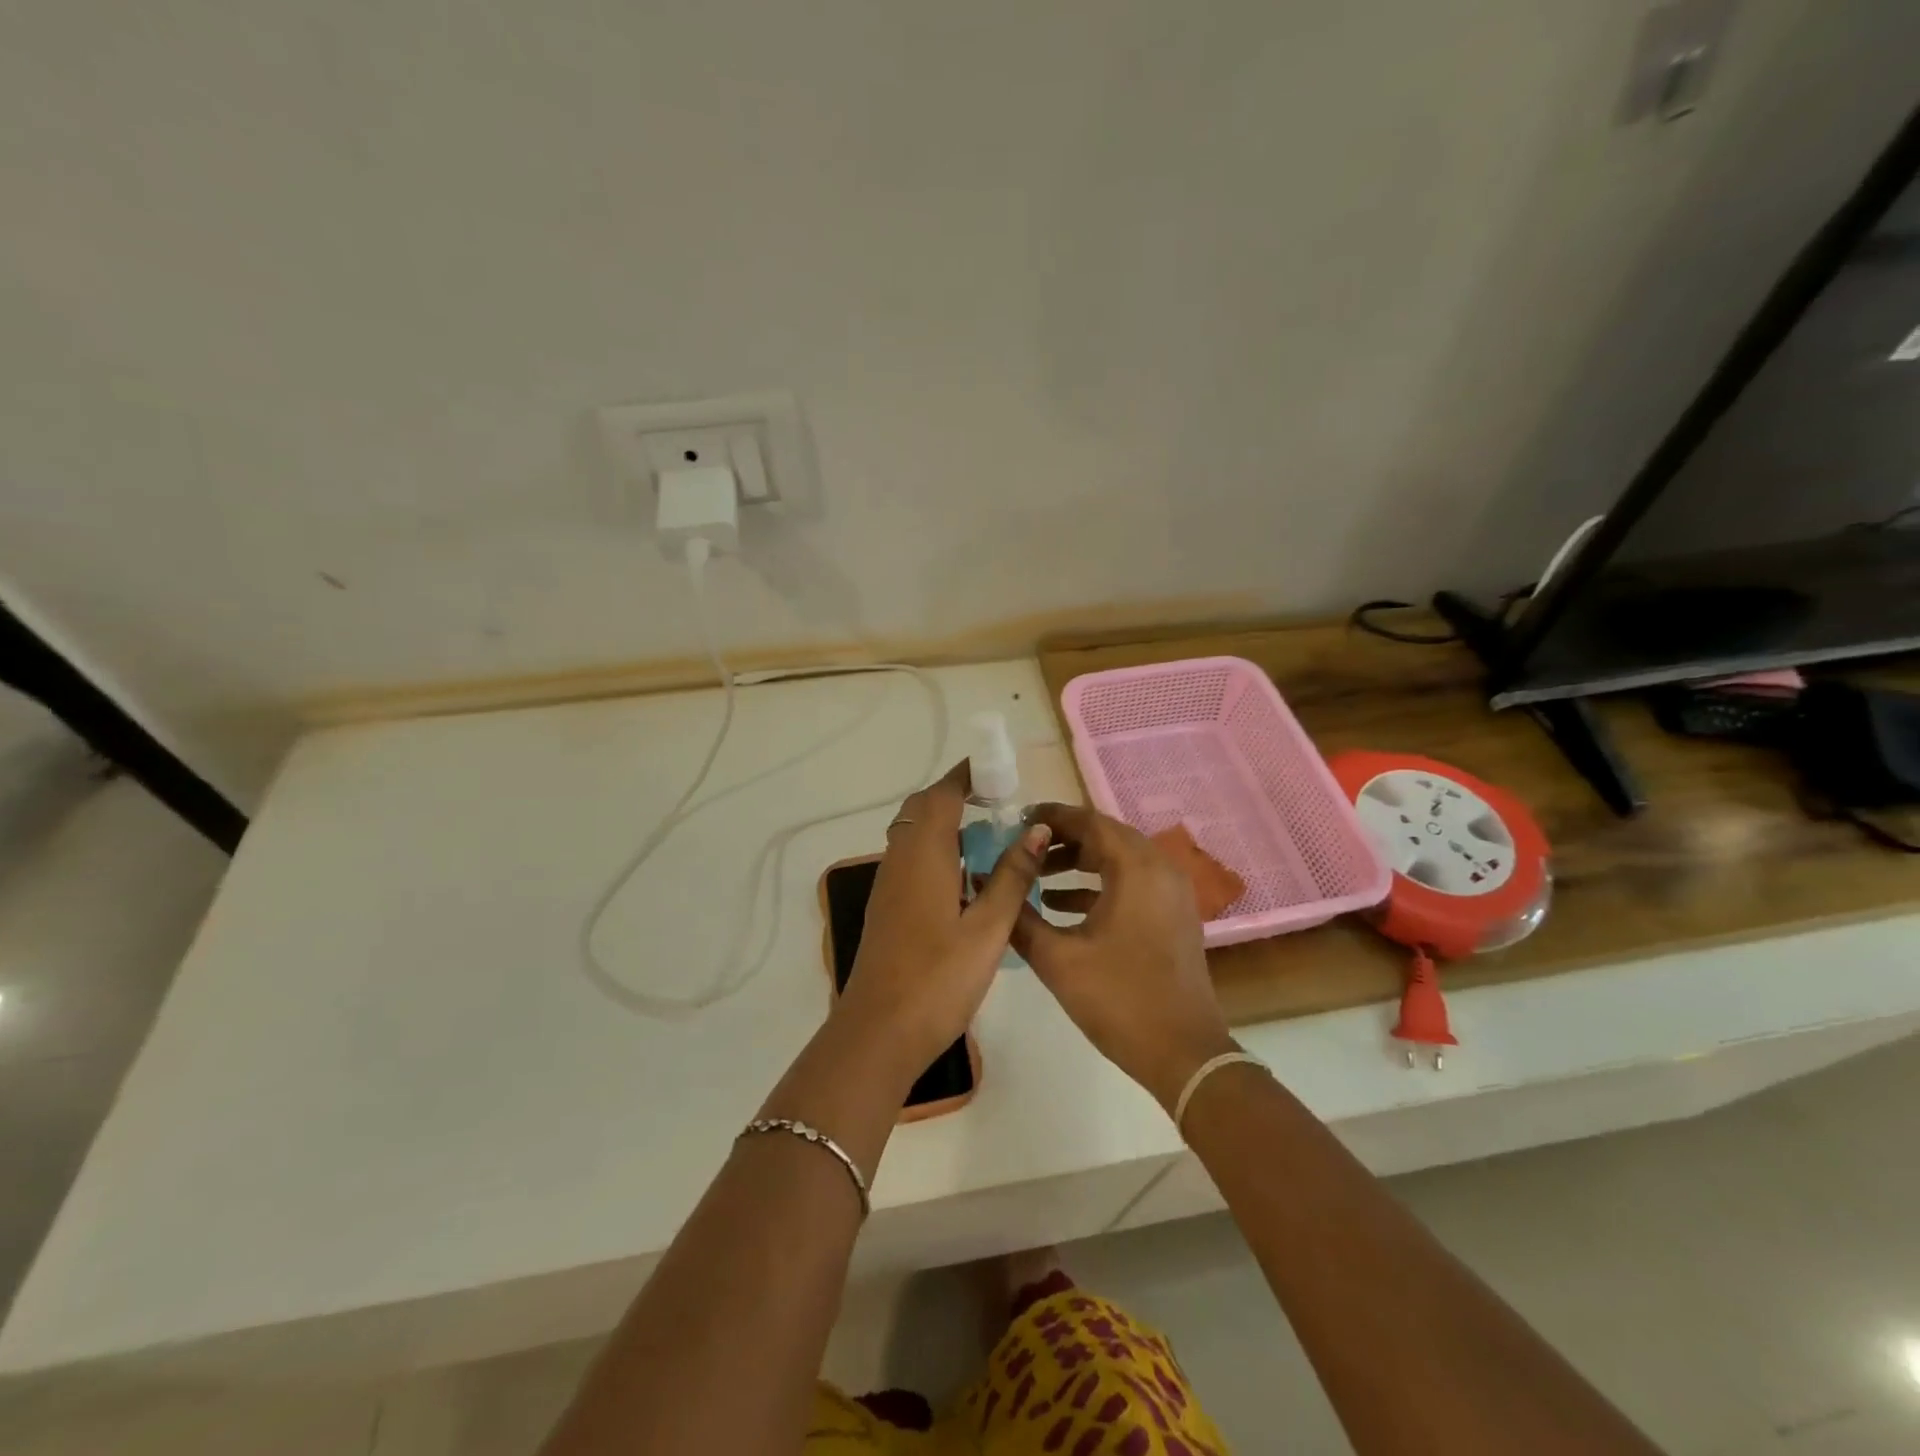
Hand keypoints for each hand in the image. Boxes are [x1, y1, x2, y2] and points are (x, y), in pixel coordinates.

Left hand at [838, 762, 1048, 1077]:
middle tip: (998, 803)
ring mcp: (888, 884)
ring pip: (914, 834)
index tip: (997, 769)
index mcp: (924, 855)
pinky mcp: (887, 906)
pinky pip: (911, 859)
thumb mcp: (988, 928)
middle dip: (956, 796)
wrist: (879, 1031)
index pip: (942, 795)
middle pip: (923, 809)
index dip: (966, 775)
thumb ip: (1013, 876)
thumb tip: (1036, 829)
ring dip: (946, 824)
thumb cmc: (939, 978)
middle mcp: (900, 859)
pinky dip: (937, 850)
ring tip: (990, 837)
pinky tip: (966, 879)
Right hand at [1011, 803, 1236, 1111]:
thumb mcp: (1058, 958)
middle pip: (1105, 836)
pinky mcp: (1172, 915)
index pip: (1089, 822)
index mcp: (1135, 868)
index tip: (1016, 820)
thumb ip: (1018, 916)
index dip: (1051, 817)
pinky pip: (1131, 882)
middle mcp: (1159, 868)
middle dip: (1062, 839)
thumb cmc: (1119, 999)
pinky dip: (1097, 884)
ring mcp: (1171, 892)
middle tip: (1023, 846)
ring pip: (1118, 859)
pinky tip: (1060, 904)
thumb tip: (986, 884)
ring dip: (1078, 862)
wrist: (1184, 1054)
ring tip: (1036, 876)